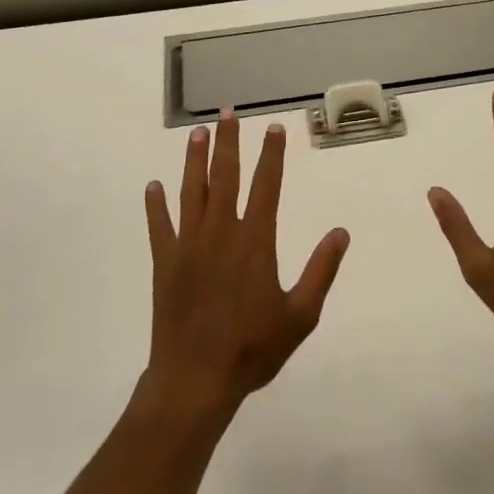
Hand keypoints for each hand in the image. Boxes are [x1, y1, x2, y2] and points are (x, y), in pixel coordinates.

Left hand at [142, 111, 349, 423]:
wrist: (195, 381)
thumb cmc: (252, 349)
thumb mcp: (300, 315)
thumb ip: (321, 270)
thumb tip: (340, 233)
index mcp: (255, 241)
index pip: (266, 185)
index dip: (271, 154)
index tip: (273, 127)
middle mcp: (221, 232)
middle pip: (225, 176)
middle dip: (228, 142)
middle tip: (227, 112)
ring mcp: (188, 245)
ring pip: (192, 192)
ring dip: (194, 161)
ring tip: (196, 133)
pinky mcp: (165, 263)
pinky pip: (159, 226)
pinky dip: (155, 206)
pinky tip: (153, 187)